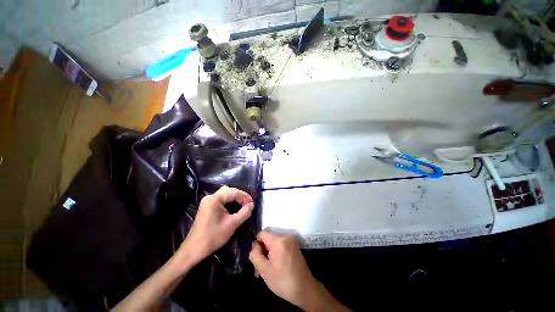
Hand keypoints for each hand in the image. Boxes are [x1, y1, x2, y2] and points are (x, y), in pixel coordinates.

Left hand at [178, 186, 253, 265]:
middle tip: (248, 203)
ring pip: (225, 193)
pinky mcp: (206, 207)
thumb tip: (252, 205)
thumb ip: (244, 212)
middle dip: (240, 195)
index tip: (252, 204)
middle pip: (229, 190)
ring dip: (234, 197)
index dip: (245, 197)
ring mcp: (207, 201)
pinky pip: (220, 199)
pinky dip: (229, 201)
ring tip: (242, 204)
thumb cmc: (213, 236)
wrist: (194, 250)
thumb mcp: (232, 224)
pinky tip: (234, 207)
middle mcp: (210, 197)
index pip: (234, 192)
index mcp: (215, 199)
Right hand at [249, 232, 317, 308]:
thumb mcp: (264, 270)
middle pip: (268, 239)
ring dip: (268, 255)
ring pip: (274, 244)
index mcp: (278, 240)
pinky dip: (276, 254)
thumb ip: (255, 255)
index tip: (257, 258)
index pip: (262, 234)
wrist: (305, 290)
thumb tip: (254, 245)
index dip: (256, 245)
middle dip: (262, 252)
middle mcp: (286, 237)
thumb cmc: (283, 281)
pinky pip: (281, 246)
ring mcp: (291, 241)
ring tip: (266, 271)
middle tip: (259, 269)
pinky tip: (275, 268)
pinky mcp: (294, 247)